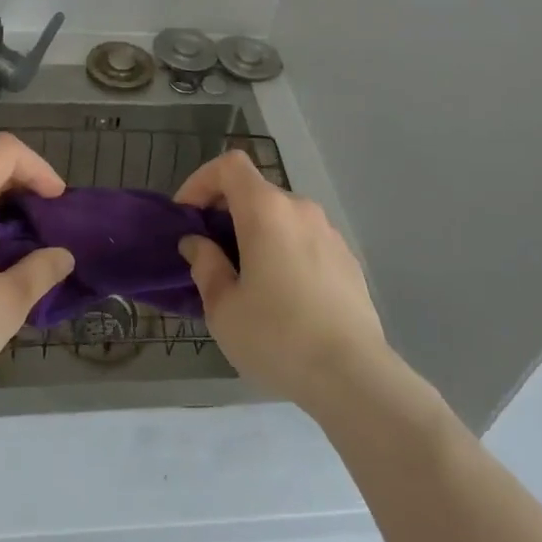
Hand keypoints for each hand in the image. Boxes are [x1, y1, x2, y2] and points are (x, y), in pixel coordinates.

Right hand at [175, 150, 391, 411]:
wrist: (354, 376)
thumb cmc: (277, 337)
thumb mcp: (223, 308)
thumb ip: (205, 265)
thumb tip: (197, 243)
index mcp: (266, 210)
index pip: (229, 165)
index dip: (201, 180)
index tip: (187, 216)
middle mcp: (300, 209)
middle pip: (255, 192)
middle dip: (226, 214)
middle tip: (210, 254)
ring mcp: (329, 233)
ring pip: (281, 218)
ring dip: (257, 234)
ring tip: (246, 279)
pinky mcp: (347, 259)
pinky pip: (305, 241)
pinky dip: (284, 252)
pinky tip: (283, 297)